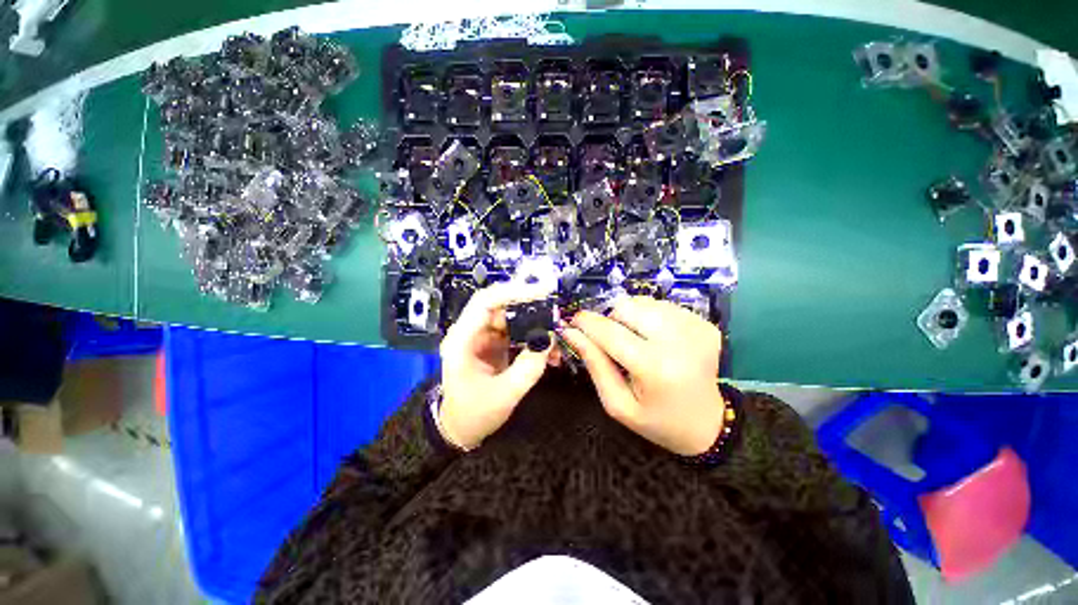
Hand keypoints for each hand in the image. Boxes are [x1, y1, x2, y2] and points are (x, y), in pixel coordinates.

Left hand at [438, 283, 555, 449]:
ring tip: (555, 341)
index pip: (486, 301)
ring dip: (535, 325)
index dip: (514, 291)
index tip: (542, 292)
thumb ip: (529, 367)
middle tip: (556, 315)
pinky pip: (516, 332)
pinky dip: (533, 337)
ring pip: (512, 318)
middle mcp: (471, 332)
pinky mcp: (494, 344)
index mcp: (463, 339)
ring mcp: (483, 337)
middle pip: (502, 306)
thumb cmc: (474, 414)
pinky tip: (548, 351)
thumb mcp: (505, 395)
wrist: (460, 429)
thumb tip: (548, 339)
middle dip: (531, 308)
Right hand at [561, 297, 726, 455]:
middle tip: (612, 341)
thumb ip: (594, 364)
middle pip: (627, 307)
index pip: (610, 333)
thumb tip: (572, 332)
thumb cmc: (657, 420)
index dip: (587, 323)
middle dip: (611, 320)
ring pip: (643, 302)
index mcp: (655, 368)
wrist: (708, 424)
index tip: (573, 321)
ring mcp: (695, 328)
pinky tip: (654, 338)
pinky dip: (649, 317)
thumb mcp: (618, 403)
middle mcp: (679, 341)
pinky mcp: (703, 323)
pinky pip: (661, 306)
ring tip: (635, 341)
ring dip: (630, 317)